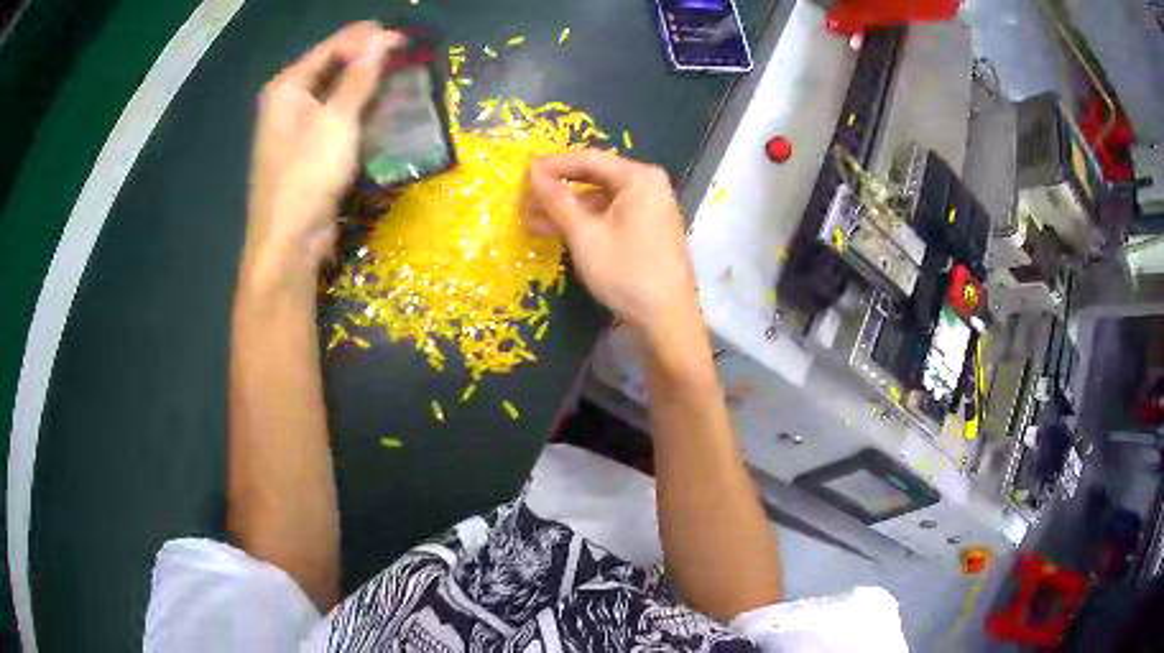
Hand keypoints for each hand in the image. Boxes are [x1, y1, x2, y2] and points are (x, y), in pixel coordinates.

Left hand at [244, 22, 400, 289]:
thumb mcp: (337, 121)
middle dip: (367, 58)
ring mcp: (294, 126)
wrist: (287, 242)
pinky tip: (378, 108)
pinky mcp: (305, 149)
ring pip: (334, 92)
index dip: (367, 37)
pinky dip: (356, 108)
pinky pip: (333, 116)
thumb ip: (360, 76)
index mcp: (287, 86)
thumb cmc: (307, 176)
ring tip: (399, 76)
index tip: (405, 37)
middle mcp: (287, 101)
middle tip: (406, 54)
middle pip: (331, 66)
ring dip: (364, 83)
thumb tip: (382, 37)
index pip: (332, 46)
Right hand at [526, 150, 698, 341]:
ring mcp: (651, 207)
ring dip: (568, 209)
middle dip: (558, 190)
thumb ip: (557, 200)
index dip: (552, 165)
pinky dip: (586, 221)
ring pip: (601, 199)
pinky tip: (559, 232)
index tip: (522, 175)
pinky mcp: (649, 229)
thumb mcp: (585, 235)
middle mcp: (649, 185)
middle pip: (595, 177)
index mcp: (639, 177)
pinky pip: (611, 215)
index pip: (588, 159)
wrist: (667, 319)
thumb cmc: (626, 272)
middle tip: (525, 202)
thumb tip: (533, 173)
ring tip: (534, 222)